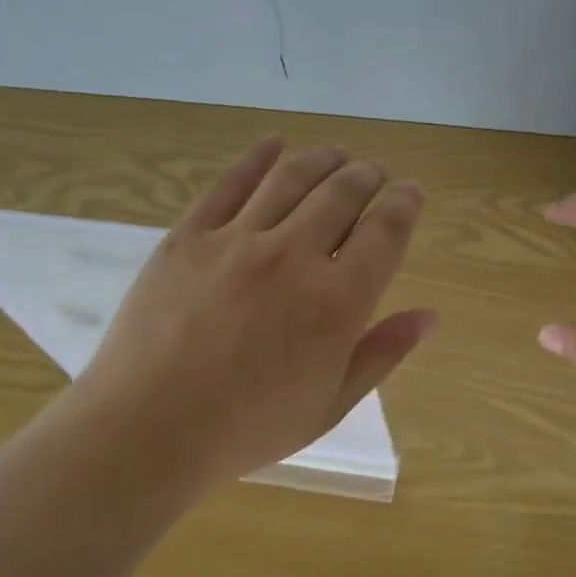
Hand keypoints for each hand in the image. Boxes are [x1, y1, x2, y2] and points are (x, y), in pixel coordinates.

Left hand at [71, 139, 435, 492]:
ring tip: (337, 155)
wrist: (145, 431)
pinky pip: (230, 182)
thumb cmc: (247, 427)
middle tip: (374, 173)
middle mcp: (293, 257)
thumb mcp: (330, 404)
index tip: (411, 193)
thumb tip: (430, 317)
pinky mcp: (190, 235)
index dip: (405, 204)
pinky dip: (258, 157)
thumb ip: (383, 353)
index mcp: (336, 302)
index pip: (386, 232)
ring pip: (293, 176)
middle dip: (368, 175)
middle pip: (343, 192)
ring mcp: (238, 240)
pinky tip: (275, 144)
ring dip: (324, 158)